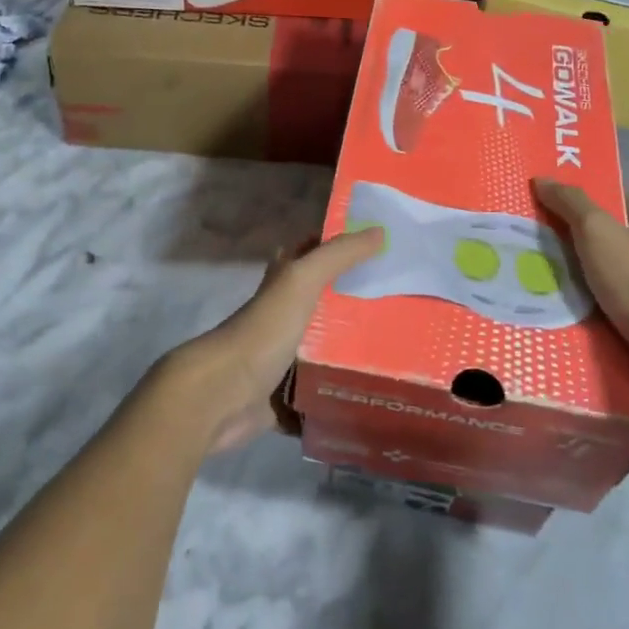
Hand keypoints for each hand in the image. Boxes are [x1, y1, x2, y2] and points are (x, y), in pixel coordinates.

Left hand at [159, 228, 384, 455]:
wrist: (222, 395)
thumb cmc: (264, 330)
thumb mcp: (302, 281)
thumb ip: (338, 255)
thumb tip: (379, 231)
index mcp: (285, 284)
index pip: (317, 255)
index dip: (345, 249)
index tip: (387, 251)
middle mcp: (284, 316)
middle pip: (328, 305)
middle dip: (361, 306)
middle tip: (405, 309)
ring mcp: (284, 358)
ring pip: (327, 351)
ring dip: (355, 354)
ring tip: (404, 354)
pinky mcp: (286, 396)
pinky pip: (321, 394)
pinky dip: (340, 396)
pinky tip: (376, 397)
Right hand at [533, 179, 628, 406]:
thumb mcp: (599, 231)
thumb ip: (570, 203)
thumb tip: (542, 179)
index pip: (611, 196)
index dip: (578, 195)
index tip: (541, 199)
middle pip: (601, 238)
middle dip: (566, 239)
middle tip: (523, 238)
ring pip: (598, 276)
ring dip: (569, 279)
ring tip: (526, 276)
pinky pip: (601, 309)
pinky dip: (579, 310)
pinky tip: (550, 310)